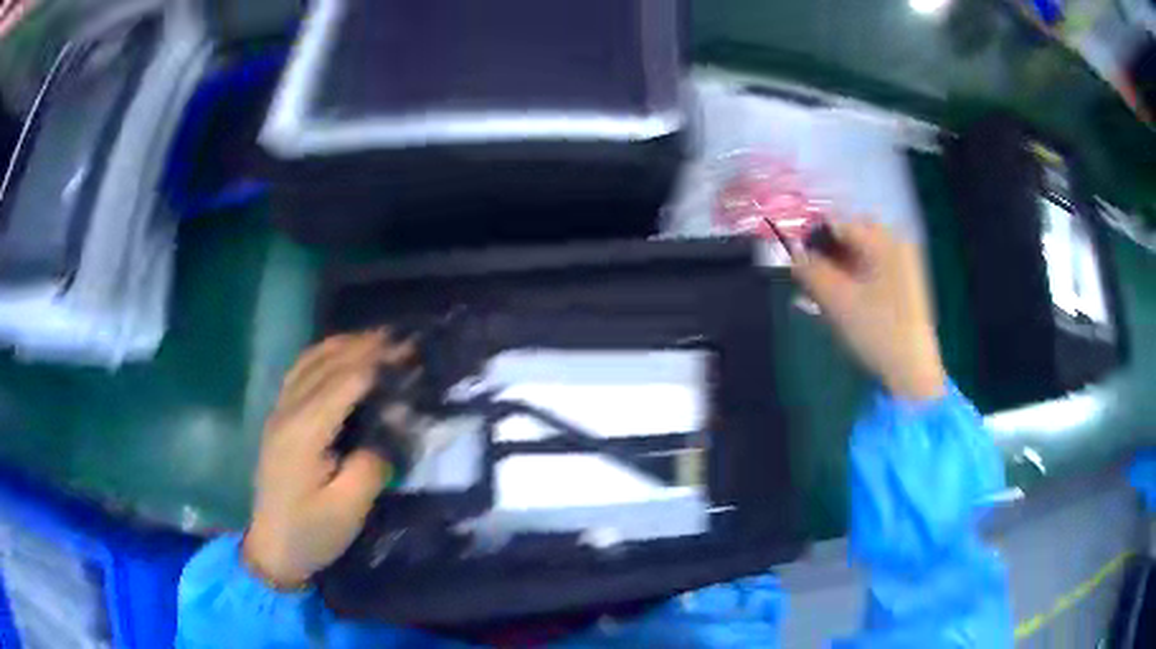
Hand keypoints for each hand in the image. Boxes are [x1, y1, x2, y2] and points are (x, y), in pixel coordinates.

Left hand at [244, 330, 413, 588]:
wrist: (272, 549)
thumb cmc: (312, 533)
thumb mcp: (349, 509)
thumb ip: (371, 465)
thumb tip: (392, 429)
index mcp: (304, 433)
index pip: (344, 382)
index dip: (377, 363)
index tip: (409, 352)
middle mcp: (288, 412)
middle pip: (326, 364)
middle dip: (363, 346)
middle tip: (399, 339)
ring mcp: (279, 413)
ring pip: (308, 362)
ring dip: (340, 345)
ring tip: (372, 339)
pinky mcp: (278, 420)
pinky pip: (298, 373)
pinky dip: (321, 356)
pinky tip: (336, 356)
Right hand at [791, 221, 946, 401]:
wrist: (912, 371)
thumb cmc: (876, 330)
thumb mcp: (837, 300)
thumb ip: (810, 270)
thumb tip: (792, 253)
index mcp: (884, 240)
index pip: (839, 225)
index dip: (813, 239)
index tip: (797, 263)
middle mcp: (897, 243)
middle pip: (851, 238)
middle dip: (827, 255)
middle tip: (809, 281)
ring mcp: (905, 264)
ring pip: (861, 255)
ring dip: (839, 268)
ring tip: (823, 295)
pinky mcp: (906, 285)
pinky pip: (873, 269)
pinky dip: (855, 279)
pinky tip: (844, 301)